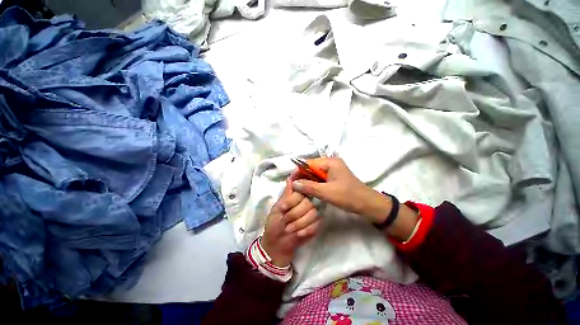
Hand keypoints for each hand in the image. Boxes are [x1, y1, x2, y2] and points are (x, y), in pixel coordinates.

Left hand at [261, 178, 320, 266]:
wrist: (277, 244)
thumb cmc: (274, 224)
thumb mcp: (277, 208)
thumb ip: (286, 194)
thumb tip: (290, 177)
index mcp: (296, 197)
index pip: (301, 191)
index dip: (292, 200)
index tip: (283, 208)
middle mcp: (306, 202)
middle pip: (308, 202)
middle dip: (294, 213)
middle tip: (284, 220)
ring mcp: (312, 214)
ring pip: (313, 213)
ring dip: (299, 223)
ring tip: (289, 229)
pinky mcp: (316, 225)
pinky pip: (316, 224)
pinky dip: (307, 230)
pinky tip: (299, 234)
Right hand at [291, 157, 419, 240]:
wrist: (368, 205)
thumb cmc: (349, 196)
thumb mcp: (327, 192)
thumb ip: (309, 187)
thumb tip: (293, 184)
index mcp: (330, 162)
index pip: (308, 163)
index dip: (298, 172)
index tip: (290, 183)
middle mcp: (330, 163)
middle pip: (310, 168)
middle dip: (301, 178)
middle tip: (293, 189)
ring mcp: (332, 170)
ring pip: (314, 174)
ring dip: (306, 182)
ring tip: (298, 191)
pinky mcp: (333, 177)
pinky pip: (319, 179)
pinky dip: (313, 184)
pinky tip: (307, 192)